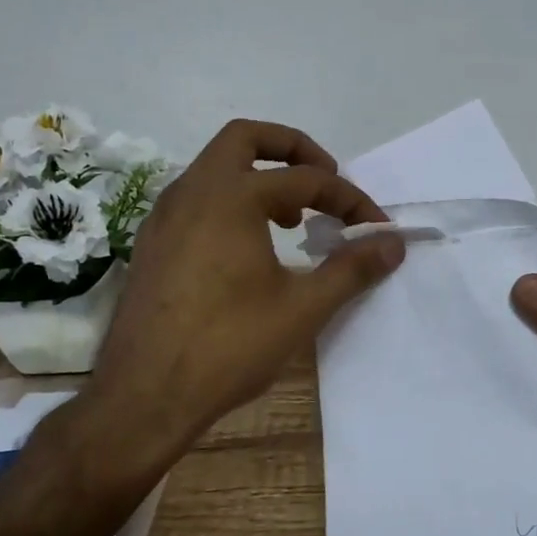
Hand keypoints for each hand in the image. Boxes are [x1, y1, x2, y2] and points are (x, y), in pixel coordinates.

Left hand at [69, 120, 405, 479]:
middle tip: (325, 181)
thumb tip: (393, 243)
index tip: (376, 229)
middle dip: (293, 150)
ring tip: (293, 220)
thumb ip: (351, 268)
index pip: (306, 180)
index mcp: (231, 196)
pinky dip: (231, 202)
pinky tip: (249, 248)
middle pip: (246, 138)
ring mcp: (164, 215)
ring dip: (260, 176)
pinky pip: (197, 198)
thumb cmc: (228, 346)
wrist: (143, 397)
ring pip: (216, 168)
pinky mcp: (152, 242)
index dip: (349, 199)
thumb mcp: (302, 308)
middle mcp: (192, 191)